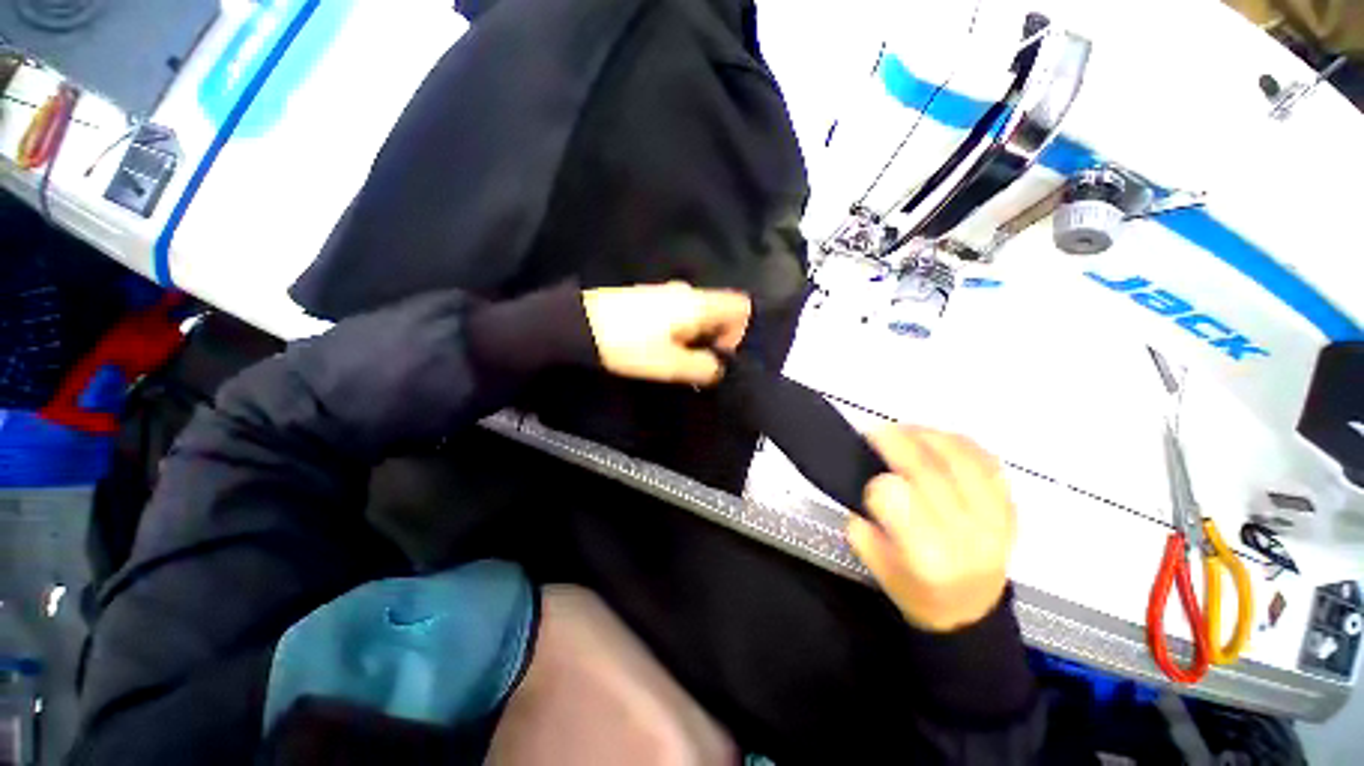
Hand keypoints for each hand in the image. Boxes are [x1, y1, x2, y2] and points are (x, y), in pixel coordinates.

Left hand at [582, 282, 751, 385]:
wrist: (579, 326)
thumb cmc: (629, 345)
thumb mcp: (671, 364)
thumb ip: (703, 368)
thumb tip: (719, 369)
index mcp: (698, 304)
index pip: (741, 306)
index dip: (741, 332)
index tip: (721, 356)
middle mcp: (686, 291)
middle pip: (719, 312)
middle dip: (715, 340)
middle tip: (697, 365)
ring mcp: (665, 292)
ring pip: (697, 315)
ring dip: (696, 338)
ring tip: (676, 360)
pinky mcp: (648, 298)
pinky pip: (678, 314)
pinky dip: (679, 332)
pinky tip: (659, 348)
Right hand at [848, 426, 1015, 632]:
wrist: (971, 611)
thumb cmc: (918, 592)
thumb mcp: (880, 571)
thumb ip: (863, 533)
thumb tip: (865, 494)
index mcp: (929, 558)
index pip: (901, 505)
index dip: (880, 483)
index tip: (868, 474)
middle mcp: (967, 537)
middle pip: (930, 473)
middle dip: (899, 443)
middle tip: (877, 430)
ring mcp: (995, 521)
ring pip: (962, 460)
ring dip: (929, 436)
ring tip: (906, 431)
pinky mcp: (1010, 509)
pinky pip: (988, 462)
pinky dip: (960, 443)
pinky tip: (938, 439)